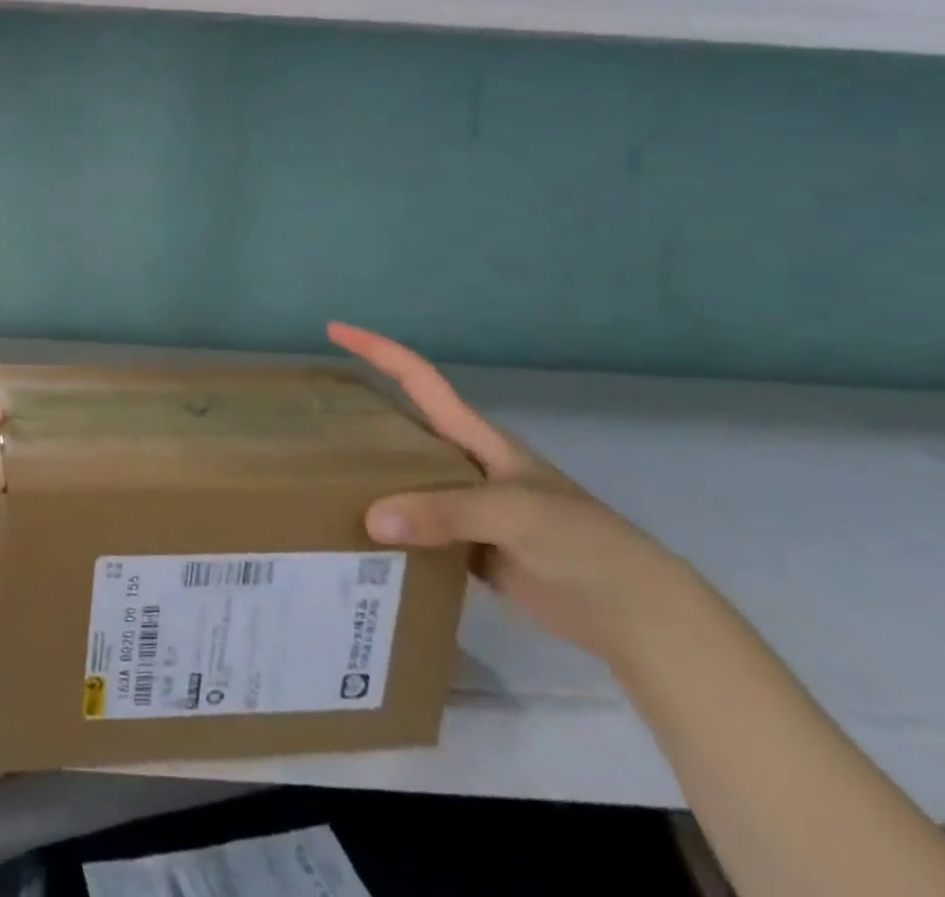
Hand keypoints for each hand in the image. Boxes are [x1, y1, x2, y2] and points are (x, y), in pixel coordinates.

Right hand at [329, 322, 689, 664]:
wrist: (635, 615)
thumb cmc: (582, 541)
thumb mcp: (514, 514)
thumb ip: (443, 512)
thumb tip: (370, 518)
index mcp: (475, 438)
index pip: (418, 379)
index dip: (377, 349)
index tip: (334, 330)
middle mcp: (462, 463)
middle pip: (400, 426)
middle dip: (358, 411)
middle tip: (309, 413)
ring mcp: (463, 507)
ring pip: (401, 478)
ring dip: (365, 474)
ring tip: (314, 474)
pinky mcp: (465, 547)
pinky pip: (411, 526)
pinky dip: (383, 525)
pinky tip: (353, 533)